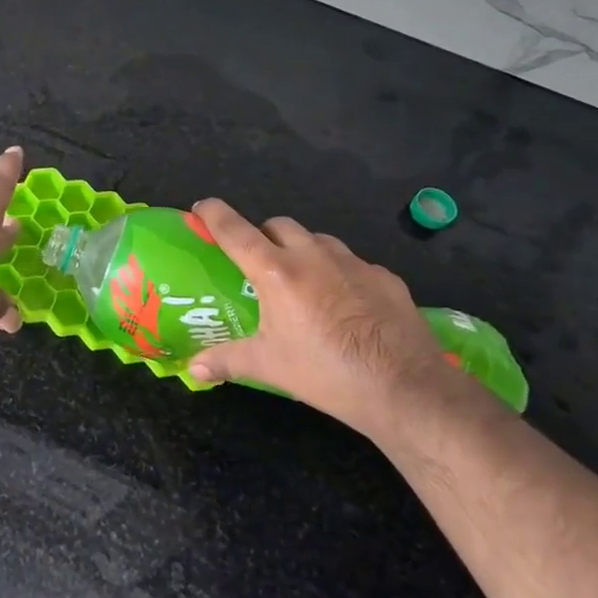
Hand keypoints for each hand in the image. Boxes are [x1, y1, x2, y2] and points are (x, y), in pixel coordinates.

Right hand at [184, 199, 462, 440]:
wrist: (405, 388)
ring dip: (302, 250)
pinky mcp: (385, 277)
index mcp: (277, 272)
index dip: (214, 214)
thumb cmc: (326, 373)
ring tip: (302, 283)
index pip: (236, 230)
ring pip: (318, 240)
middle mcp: (313, 255)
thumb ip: (226, 361)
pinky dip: (339, 273)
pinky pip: (353, 263)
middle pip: (279, 225)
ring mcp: (354, 263)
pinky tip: (344, 304)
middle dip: (263, 235)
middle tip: (258, 265)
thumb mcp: (269, 366)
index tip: (202, 208)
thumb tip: (192, 368)